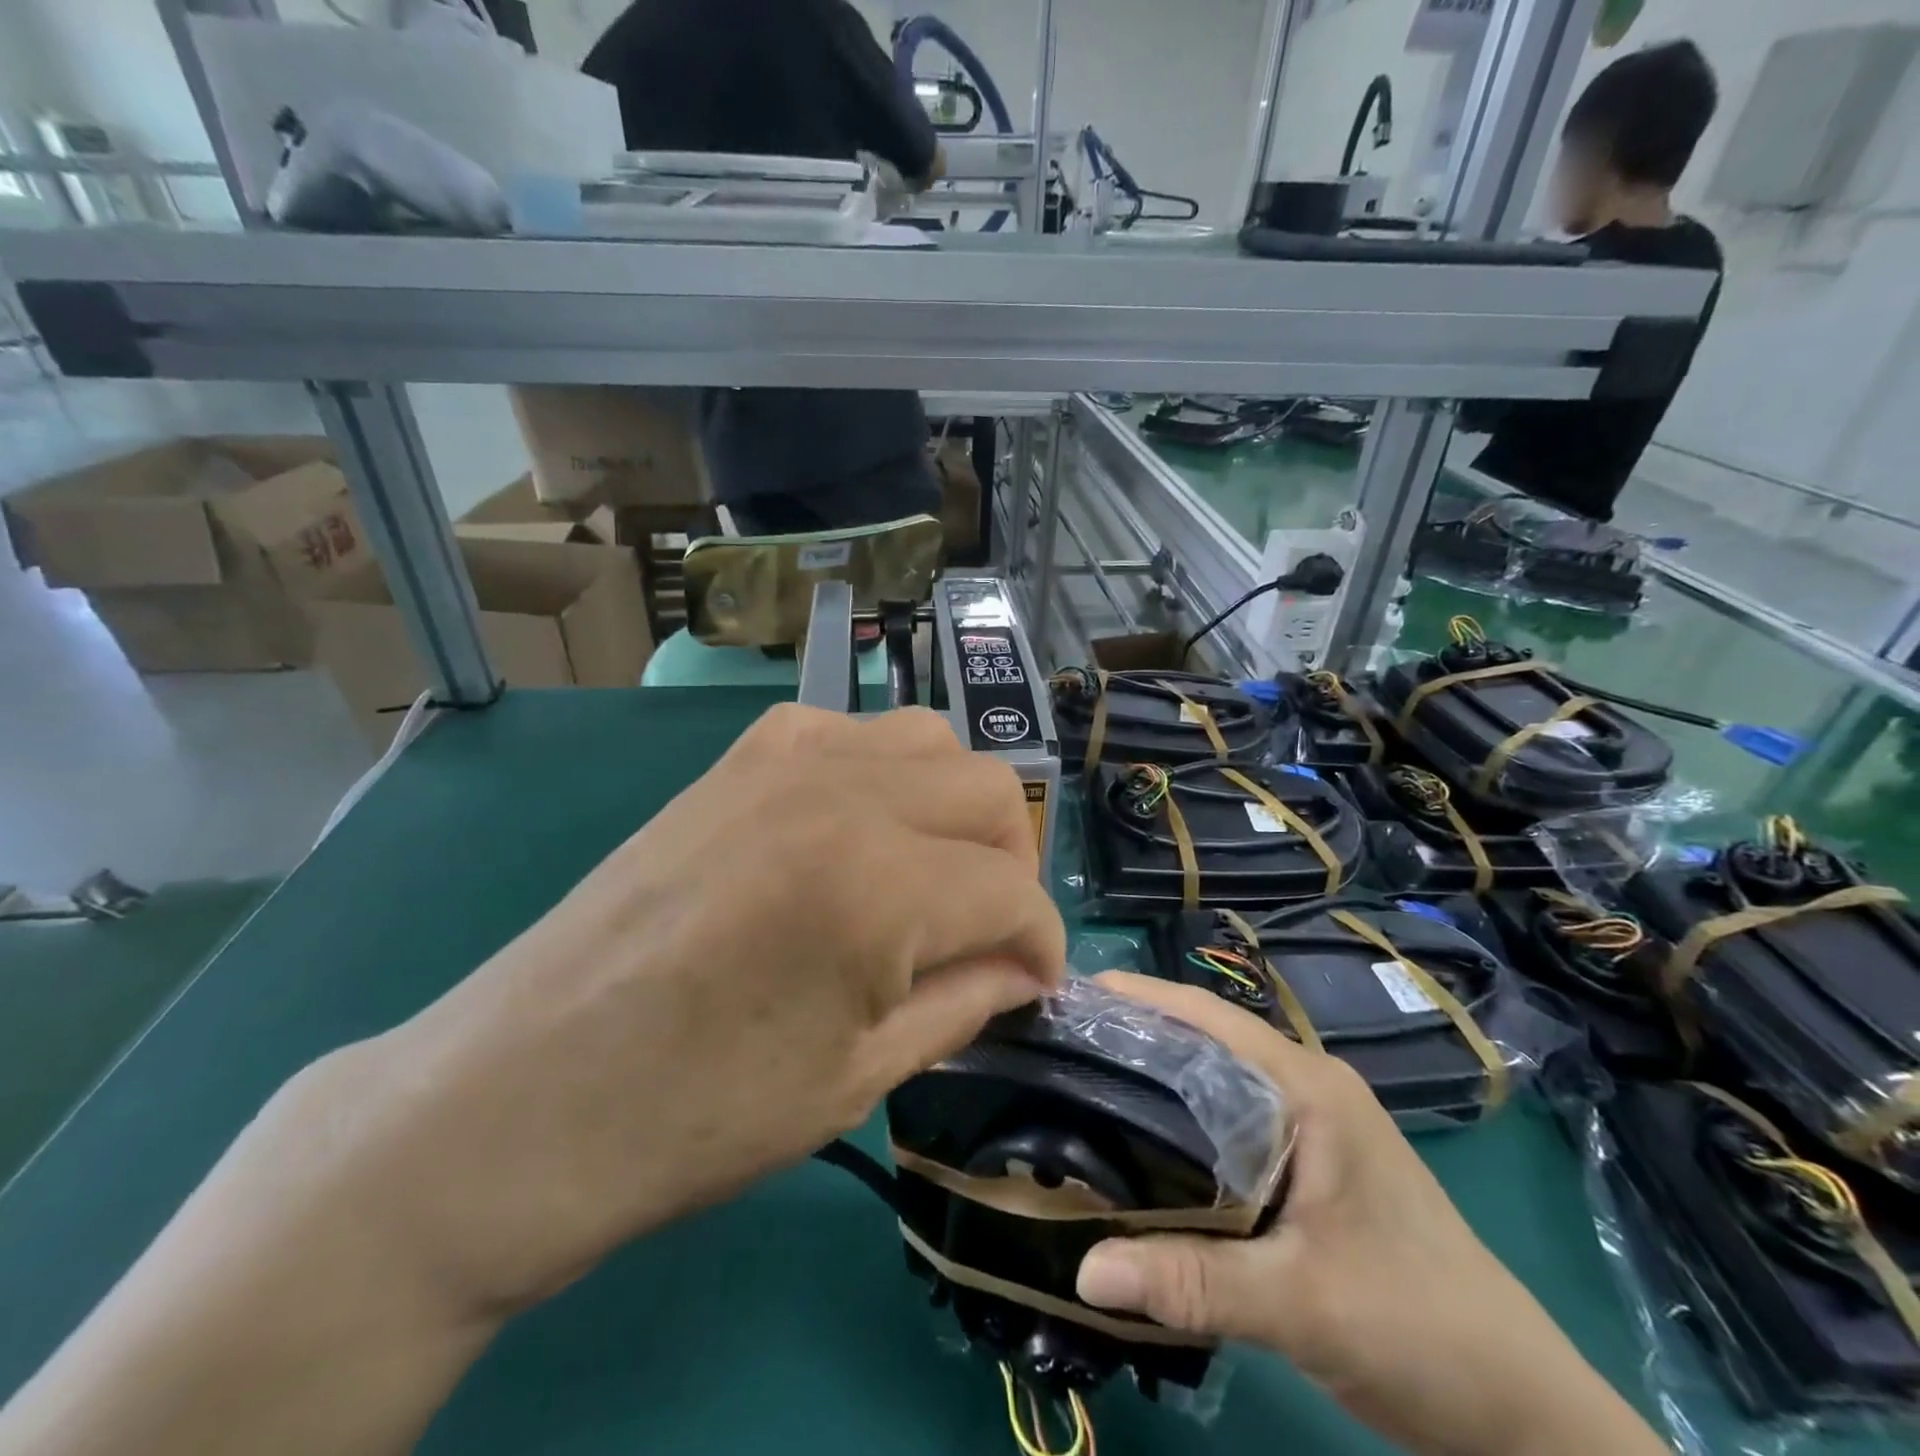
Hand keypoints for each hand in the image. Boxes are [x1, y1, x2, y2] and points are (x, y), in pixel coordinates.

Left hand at [344, 704, 1067, 1317]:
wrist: (516, 1097)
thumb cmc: (692, 1116)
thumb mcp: (857, 1078)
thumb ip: (964, 1001)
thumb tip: (1026, 968)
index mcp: (877, 881)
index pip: (1013, 891)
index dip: (1042, 944)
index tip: (1036, 985)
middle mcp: (841, 790)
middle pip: (988, 789)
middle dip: (1012, 865)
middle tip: (989, 932)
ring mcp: (783, 758)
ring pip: (929, 740)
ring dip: (954, 807)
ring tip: (932, 875)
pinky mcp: (738, 756)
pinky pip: (851, 731)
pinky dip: (884, 773)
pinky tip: (858, 831)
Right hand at [1074, 974, 1662, 1455]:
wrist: (1523, 1414)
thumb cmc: (1422, 1331)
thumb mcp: (1302, 1304)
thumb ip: (1193, 1281)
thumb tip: (1082, 1268)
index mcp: (1308, 1089)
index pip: (1208, 1017)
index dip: (1138, 997)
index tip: (1068, 995)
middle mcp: (1305, 1090)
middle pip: (1204, 1040)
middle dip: (1132, 1032)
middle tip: (1055, 1039)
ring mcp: (1309, 1128)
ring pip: (1213, 1081)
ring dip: (1153, 1075)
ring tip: (1077, 1078)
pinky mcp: (1306, 1166)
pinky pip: (1227, 1122)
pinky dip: (1178, 1120)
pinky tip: (1136, 1141)